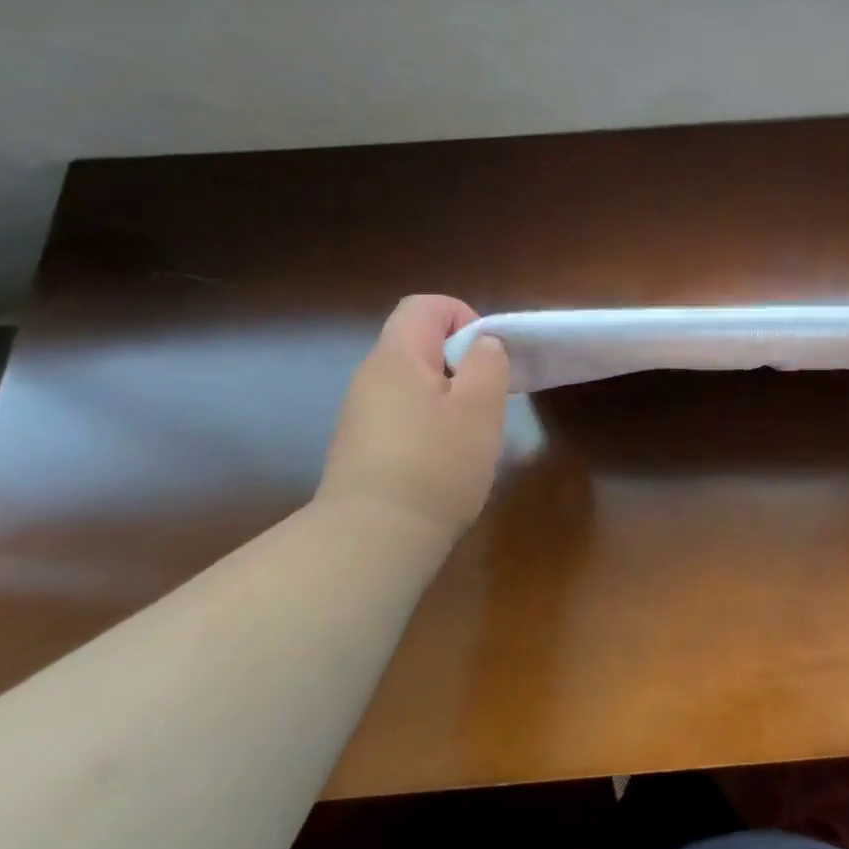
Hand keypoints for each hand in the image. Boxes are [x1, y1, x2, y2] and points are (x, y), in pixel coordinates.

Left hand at [317, 295, 509, 537]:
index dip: (463, 317)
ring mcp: (360, 415)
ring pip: (412, 383)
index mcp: (397, 357)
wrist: (371, 542)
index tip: (487, 357)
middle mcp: (370, 377)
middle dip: (460, 362)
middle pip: (418, 344)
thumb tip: (483, 345)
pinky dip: (428, 425)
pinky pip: (401, 416)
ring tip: (469, 434)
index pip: (425, 306)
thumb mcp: (480, 407)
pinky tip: (443, 462)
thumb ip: (488, 362)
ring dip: (447, 397)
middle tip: (487, 399)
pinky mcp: (360, 449)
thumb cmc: (435, 465)